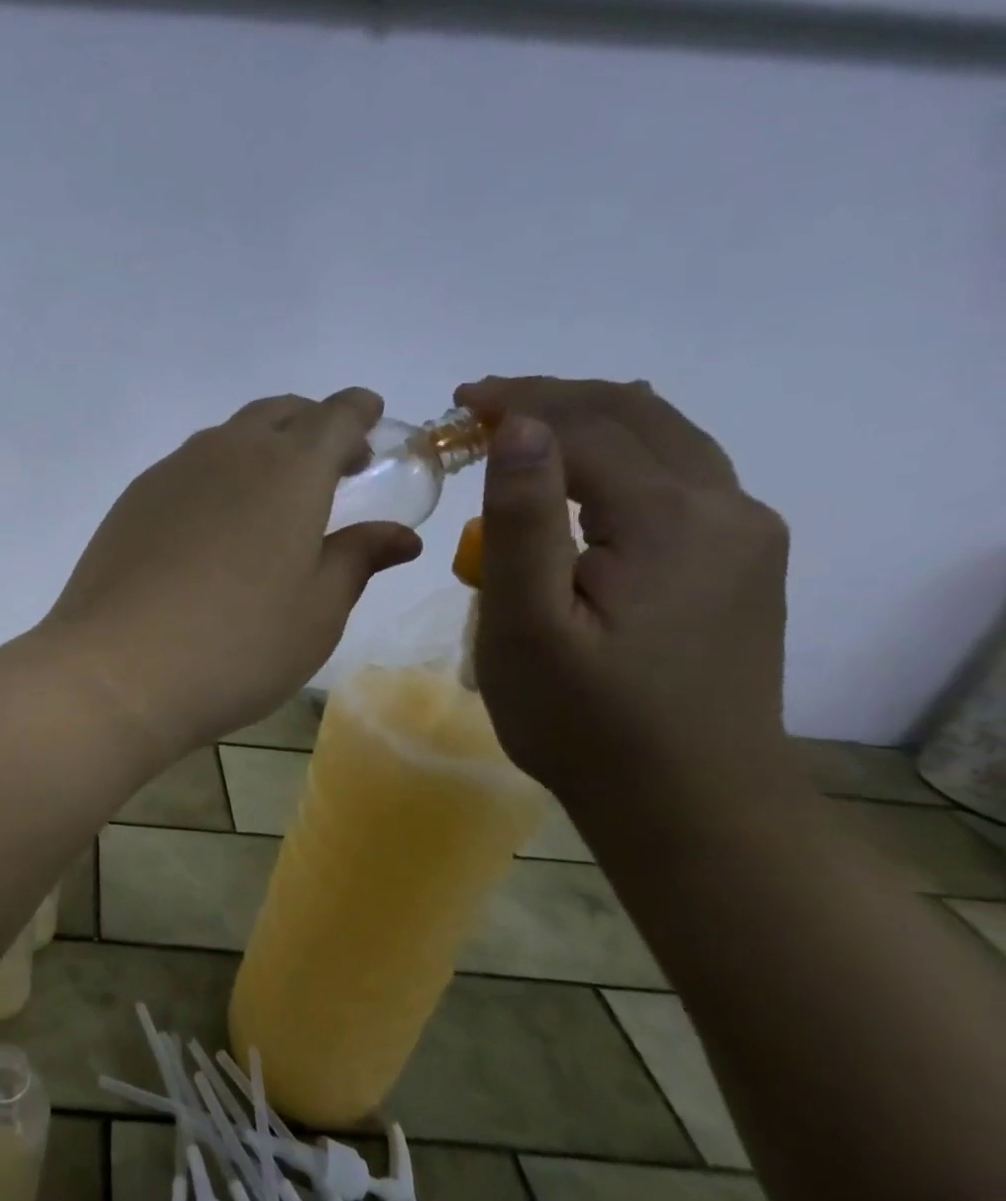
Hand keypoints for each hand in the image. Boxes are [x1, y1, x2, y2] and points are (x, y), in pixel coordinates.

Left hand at [41, 390, 421, 758]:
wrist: (116, 669)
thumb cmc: (236, 646)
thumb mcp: (317, 613)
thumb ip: (356, 560)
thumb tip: (398, 535)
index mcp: (289, 470)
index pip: (334, 416)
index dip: (359, 413)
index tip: (371, 421)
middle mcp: (228, 453)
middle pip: (277, 414)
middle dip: (311, 426)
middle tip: (331, 465)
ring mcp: (171, 473)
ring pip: (226, 438)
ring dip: (260, 449)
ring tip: (271, 497)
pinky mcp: (132, 501)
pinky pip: (186, 468)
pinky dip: (215, 476)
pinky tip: (212, 525)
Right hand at [454, 377, 794, 809]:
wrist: (689, 803)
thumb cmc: (584, 719)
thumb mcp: (526, 625)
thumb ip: (519, 520)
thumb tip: (517, 425)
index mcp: (670, 519)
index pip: (587, 426)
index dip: (519, 402)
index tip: (456, 402)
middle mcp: (725, 509)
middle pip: (635, 416)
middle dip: (553, 398)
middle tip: (479, 407)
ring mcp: (743, 536)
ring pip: (666, 439)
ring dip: (590, 419)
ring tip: (522, 429)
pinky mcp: (740, 563)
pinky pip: (680, 475)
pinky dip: (621, 454)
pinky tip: (586, 472)